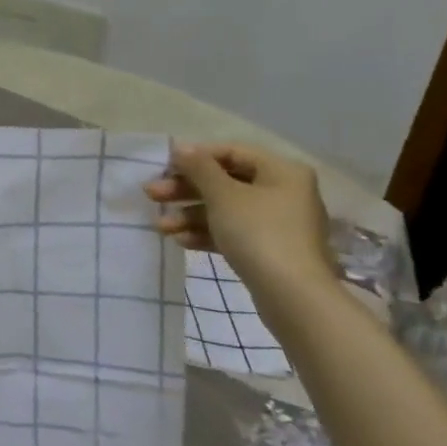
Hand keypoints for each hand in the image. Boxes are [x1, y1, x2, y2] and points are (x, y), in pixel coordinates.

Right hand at [144, 143, 335, 309]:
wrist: (294, 298)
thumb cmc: (259, 234)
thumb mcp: (223, 195)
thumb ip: (199, 167)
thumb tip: (181, 147)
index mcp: (281, 171)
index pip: (231, 151)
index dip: (195, 156)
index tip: (163, 167)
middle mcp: (283, 192)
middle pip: (225, 181)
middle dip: (186, 189)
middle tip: (152, 195)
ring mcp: (278, 224)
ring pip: (226, 209)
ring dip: (190, 214)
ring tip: (160, 226)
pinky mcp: (270, 251)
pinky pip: (233, 232)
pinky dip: (207, 233)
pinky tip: (181, 241)